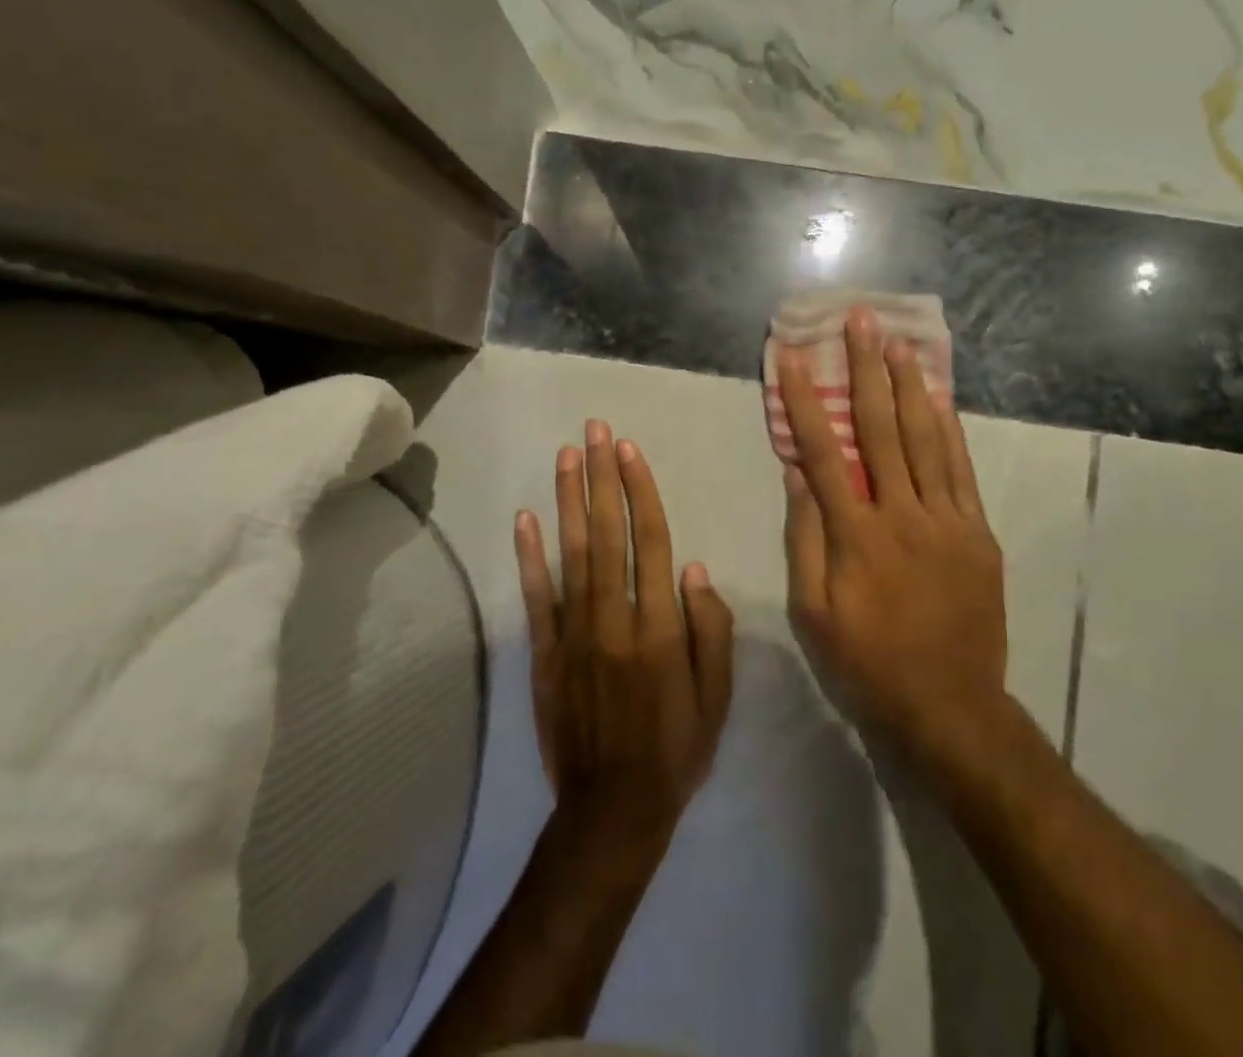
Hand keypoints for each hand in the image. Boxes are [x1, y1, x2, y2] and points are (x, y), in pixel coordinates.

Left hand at [515, 420, 734, 847]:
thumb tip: (696, 569)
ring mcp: (574, 635)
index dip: (639, 492)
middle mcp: (614, 620)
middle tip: (595, 430)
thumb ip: (711, 630)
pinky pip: (535, 598)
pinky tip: (525, 518)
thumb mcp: (717, 697)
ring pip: (571, 554)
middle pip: (607, 534)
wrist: (612, 812)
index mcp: (659, 628)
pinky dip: (528, 557)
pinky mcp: (544, 655)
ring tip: (566, 455)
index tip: (629, 450)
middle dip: (601, 478)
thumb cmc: (676, 749)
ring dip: (568, 500)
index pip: (651, 542)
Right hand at [778, 306, 1006, 763]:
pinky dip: (949, 430)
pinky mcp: (977, 532)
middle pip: (880, 428)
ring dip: (910, 386)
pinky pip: (961, 470)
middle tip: (861, 321)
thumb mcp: (814, 614)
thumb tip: (797, 475)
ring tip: (900, 342)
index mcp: (857, 535)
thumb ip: (806, 539)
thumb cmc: (869, 663)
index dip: (804, 399)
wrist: (951, 707)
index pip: (823, 451)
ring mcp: (947, 520)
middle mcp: (902, 514)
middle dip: (866, 369)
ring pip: (926, 439)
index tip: (792, 356)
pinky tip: (939, 399)